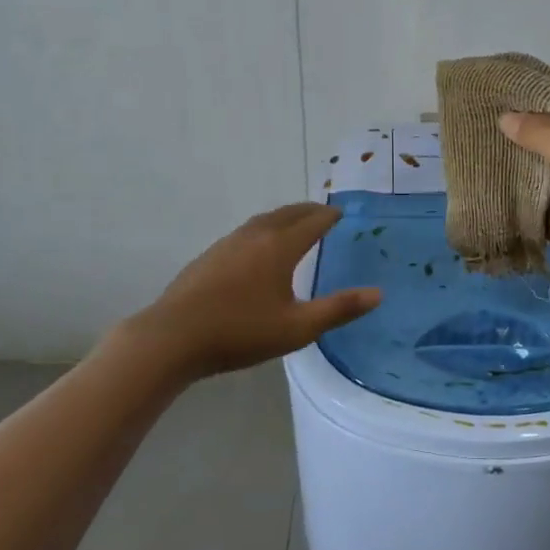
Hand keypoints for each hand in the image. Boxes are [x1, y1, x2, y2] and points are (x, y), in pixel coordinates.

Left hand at [115, 204, 380, 381]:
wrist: (172, 338)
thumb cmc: (240, 332)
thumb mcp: (298, 328)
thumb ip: (339, 309)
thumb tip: (378, 293)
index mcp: (279, 247)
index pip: (312, 222)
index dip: (330, 216)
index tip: (343, 214)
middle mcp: (255, 236)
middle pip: (287, 213)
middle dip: (309, 211)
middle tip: (324, 214)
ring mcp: (227, 244)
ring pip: (263, 220)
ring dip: (284, 218)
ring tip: (295, 226)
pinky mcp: (209, 256)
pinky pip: (246, 233)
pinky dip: (263, 230)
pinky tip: (258, 251)